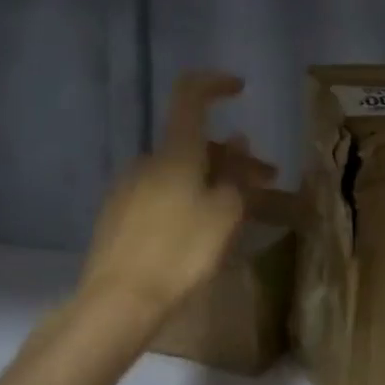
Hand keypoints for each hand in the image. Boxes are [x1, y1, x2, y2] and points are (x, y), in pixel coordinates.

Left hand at [78, 72, 275, 320]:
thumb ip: (236, 176)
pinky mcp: (119, 214)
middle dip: (232, 157)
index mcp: (175, 153)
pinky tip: (202, 228)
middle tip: (266, 182)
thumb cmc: (181, 252)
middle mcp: (148, 161)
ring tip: (239, 211)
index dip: (215, 84)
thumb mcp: (224, 214)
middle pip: (194, 143)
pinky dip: (189, 197)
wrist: (118, 301)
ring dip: (213, 180)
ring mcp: (129, 187)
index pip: (190, 96)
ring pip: (180, 171)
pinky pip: (163, 192)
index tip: (240, 89)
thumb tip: (238, 144)